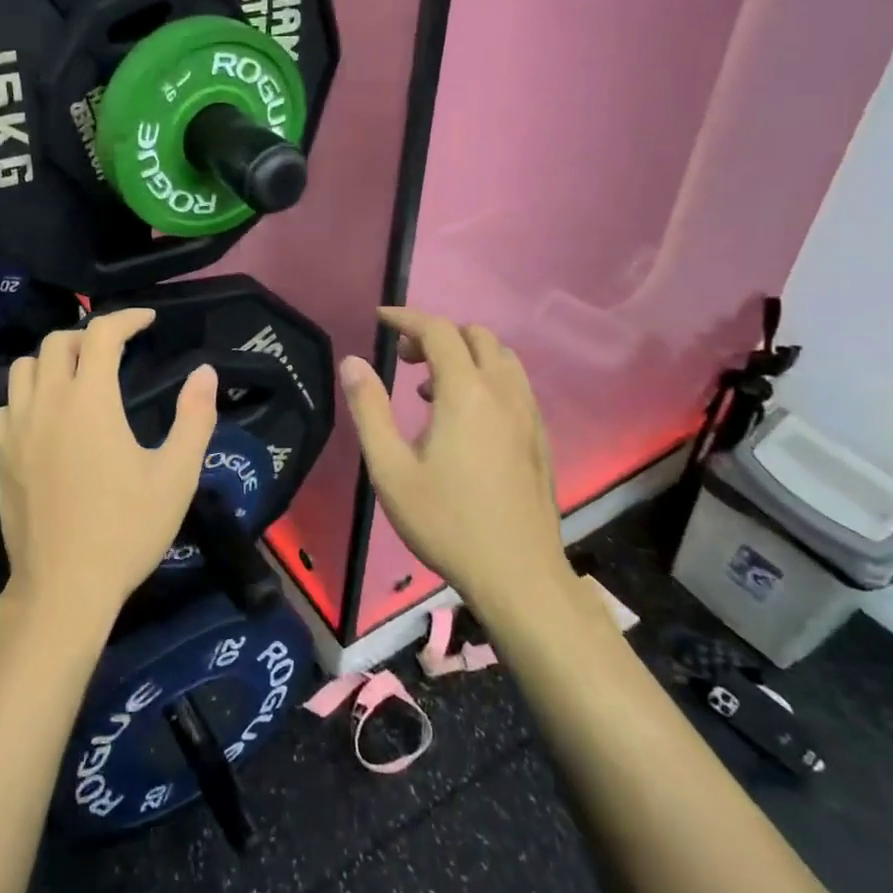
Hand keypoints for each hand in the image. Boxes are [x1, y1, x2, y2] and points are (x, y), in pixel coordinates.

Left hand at [0, 309, 217, 630]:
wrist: (64, 587)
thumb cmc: (126, 530)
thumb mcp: (176, 476)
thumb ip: (194, 418)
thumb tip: (205, 371)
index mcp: (90, 400)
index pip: (101, 333)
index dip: (126, 318)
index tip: (148, 320)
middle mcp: (47, 403)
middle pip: (56, 342)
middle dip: (88, 335)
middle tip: (116, 350)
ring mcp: (16, 429)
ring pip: (23, 368)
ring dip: (52, 360)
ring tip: (78, 376)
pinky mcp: (0, 456)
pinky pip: (7, 405)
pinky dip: (28, 395)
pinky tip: (47, 417)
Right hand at [339, 307, 571, 626]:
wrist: (518, 575)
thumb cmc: (445, 521)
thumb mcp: (390, 468)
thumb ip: (369, 409)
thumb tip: (352, 362)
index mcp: (465, 393)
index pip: (438, 331)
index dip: (407, 318)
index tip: (380, 319)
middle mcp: (503, 393)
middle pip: (476, 335)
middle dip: (436, 334)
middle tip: (404, 359)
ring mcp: (528, 415)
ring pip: (501, 357)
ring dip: (464, 354)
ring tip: (430, 388)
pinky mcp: (540, 438)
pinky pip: (514, 384)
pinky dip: (485, 377)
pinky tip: (464, 418)